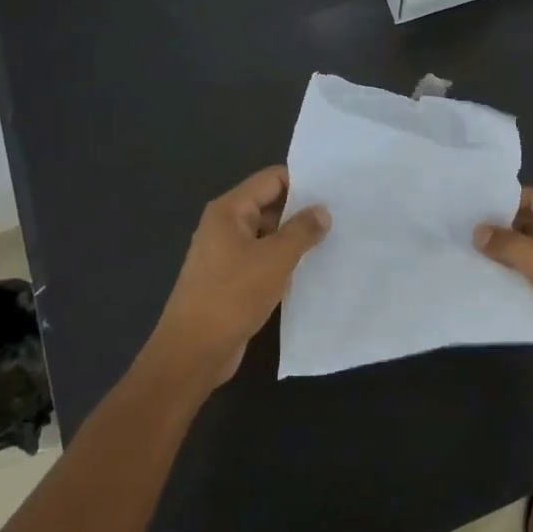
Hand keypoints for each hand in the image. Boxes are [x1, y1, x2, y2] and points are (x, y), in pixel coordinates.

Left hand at [148, 167, 329, 391]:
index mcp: (229, 210)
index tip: (334, 192)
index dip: (303, 182)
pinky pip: (262, 260)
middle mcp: (224, 226)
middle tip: (340, 217)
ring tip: (331, 242)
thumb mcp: (275, 259)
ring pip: (267, 235)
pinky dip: (283, 262)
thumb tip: (322, 211)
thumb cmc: (232, 296)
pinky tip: (309, 271)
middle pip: (269, 204)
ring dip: (294, 239)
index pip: (271, 179)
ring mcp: (225, 254)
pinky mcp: (230, 280)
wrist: (193, 352)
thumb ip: (302, 230)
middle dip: (302, 211)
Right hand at [475, 187, 532, 392]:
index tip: (471, 205)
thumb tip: (478, 231)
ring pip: (525, 257)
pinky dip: (507, 282)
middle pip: (529, 227)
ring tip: (462, 253)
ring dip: (500, 257)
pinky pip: (527, 284)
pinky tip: (479, 282)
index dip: (505, 200)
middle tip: (460, 230)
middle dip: (498, 229)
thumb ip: (510, 244)